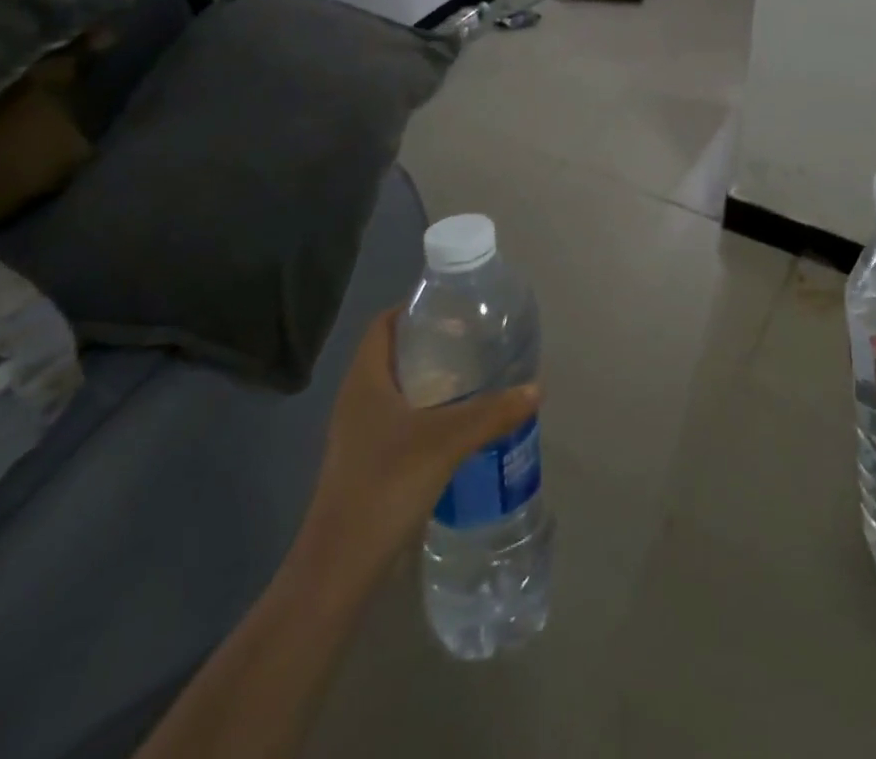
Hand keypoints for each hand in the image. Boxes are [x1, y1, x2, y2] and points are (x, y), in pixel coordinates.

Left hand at [291, 308, 538, 593]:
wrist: (339, 569)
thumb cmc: (385, 486)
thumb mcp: (446, 441)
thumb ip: (493, 412)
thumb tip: (536, 387)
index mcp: (365, 381)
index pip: (383, 324)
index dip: (414, 308)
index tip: (454, 307)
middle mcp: (357, 400)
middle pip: (394, 354)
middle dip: (434, 343)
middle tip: (476, 339)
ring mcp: (360, 435)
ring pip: (400, 390)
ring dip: (434, 379)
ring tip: (476, 376)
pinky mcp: (369, 463)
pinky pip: (402, 420)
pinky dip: (430, 412)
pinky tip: (461, 424)